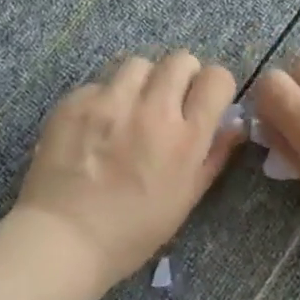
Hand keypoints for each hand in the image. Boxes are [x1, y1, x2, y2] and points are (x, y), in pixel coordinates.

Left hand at [12, 52, 244, 285]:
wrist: (64, 239)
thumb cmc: (133, 231)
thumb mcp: (186, 199)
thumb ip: (214, 155)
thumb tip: (235, 124)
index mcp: (185, 138)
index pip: (216, 79)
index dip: (214, 86)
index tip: (205, 100)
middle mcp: (151, 110)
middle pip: (179, 60)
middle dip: (182, 75)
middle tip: (170, 100)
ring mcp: (110, 102)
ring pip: (138, 63)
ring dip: (142, 81)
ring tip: (131, 106)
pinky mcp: (75, 102)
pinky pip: (99, 83)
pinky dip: (104, 97)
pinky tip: (96, 124)